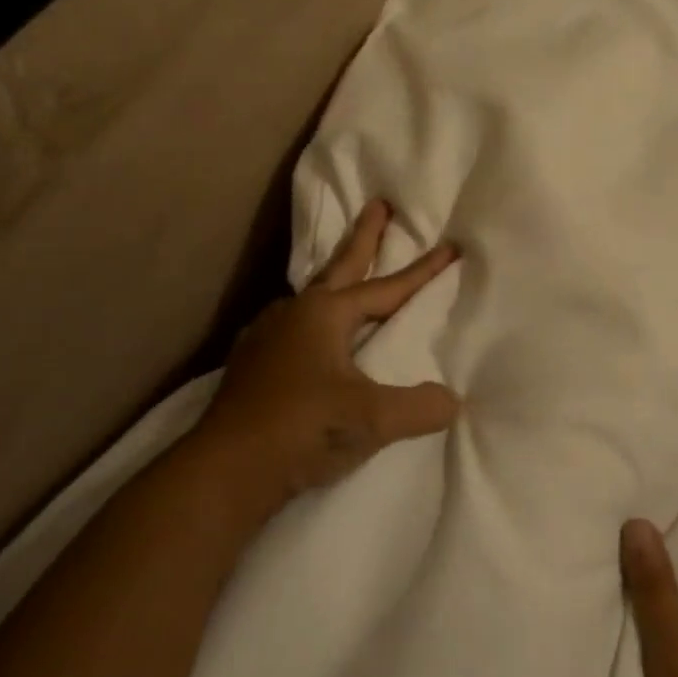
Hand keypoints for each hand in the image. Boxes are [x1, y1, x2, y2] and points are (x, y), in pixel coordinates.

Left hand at [189, 199, 460, 522]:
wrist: (225, 470)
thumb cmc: (303, 428)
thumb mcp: (372, 418)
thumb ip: (419, 407)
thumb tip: (453, 402)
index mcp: (325, 313)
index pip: (387, 287)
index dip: (423, 270)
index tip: (449, 246)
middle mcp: (295, 313)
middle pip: (340, 266)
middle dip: (364, 236)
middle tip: (379, 205)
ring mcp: (267, 336)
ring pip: (312, 296)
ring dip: (334, 279)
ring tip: (345, 275)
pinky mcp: (251, 364)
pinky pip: (293, 326)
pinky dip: (312, 319)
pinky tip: (310, 335)